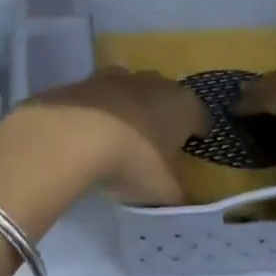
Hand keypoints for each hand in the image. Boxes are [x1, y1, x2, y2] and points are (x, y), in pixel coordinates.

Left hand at [21, 68, 208, 205]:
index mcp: (184, 105)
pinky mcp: (83, 81)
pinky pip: (98, 99)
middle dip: (162, 117)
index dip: (197, 134)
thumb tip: (182, 197)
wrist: (74, 134)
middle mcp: (155, 83)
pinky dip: (98, 113)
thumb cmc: (134, 160)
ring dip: (129, 110)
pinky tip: (89, 135)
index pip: (201, 118)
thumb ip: (178, 194)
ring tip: (119, 139)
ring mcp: (117, 78)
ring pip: (131, 92)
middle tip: (155, 145)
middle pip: (165, 98)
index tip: (190, 148)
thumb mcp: (165, 190)